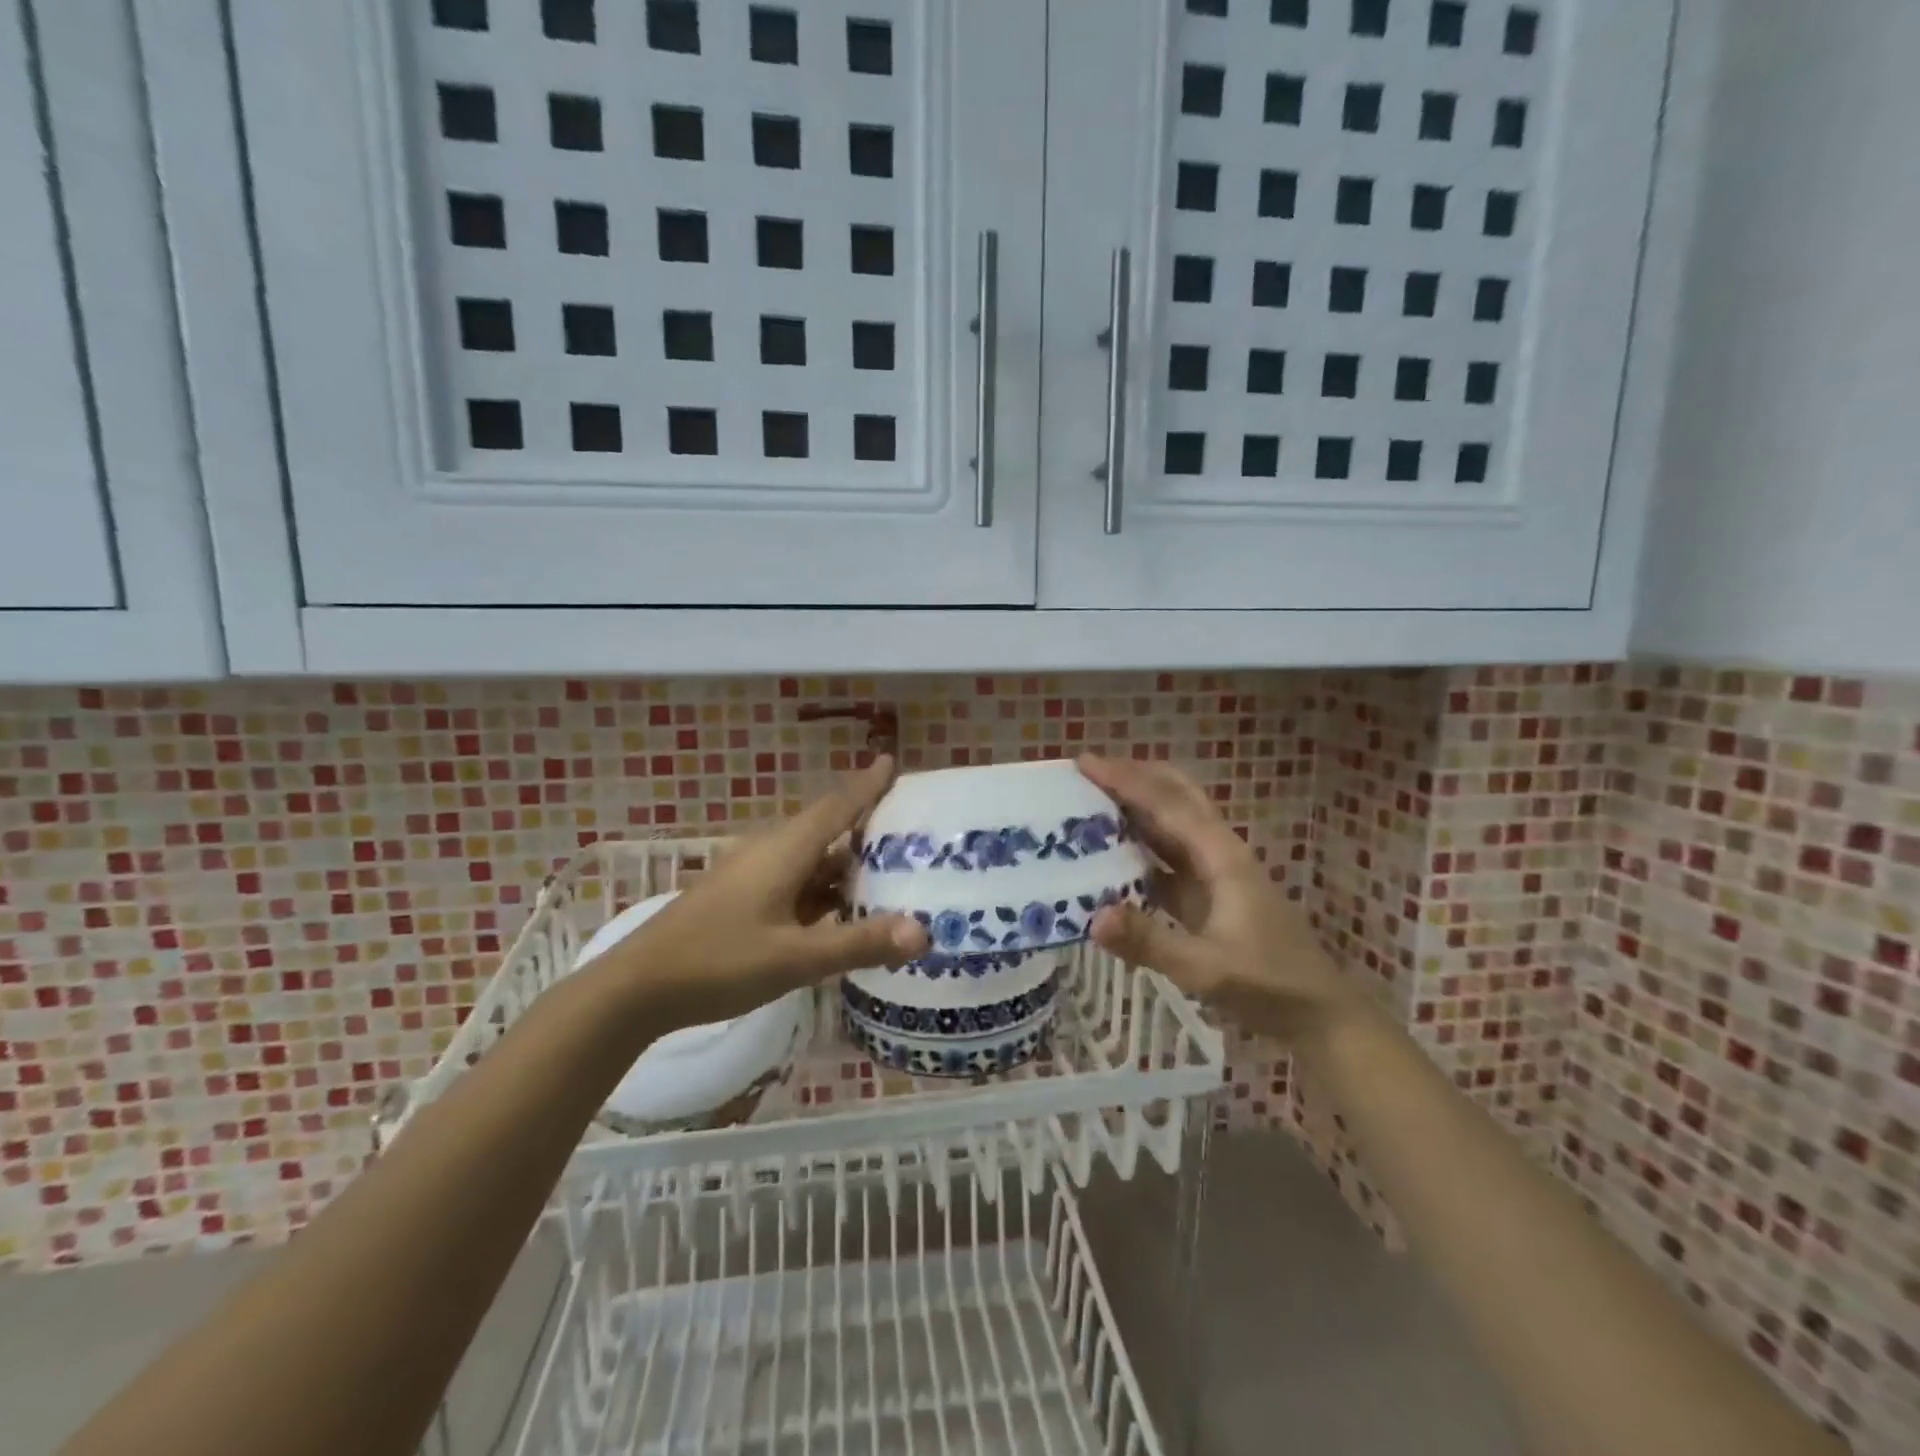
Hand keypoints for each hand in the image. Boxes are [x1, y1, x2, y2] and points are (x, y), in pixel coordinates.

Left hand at [591, 758, 929, 1027]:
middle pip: (827, 831)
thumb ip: (859, 943)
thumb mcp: (795, 957)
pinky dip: (825, 891)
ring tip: (891, 871)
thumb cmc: (717, 962)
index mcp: (784, 851)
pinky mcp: (742, 900)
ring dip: (847, 865)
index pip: (836, 806)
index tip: (892, 761)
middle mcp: (770, 853)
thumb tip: (925, 933)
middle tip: (912, 831)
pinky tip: (843, 911)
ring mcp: (752, 877)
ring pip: (811, 861)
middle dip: (867, 828)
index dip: (867, 784)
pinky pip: (795, 884)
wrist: (637, 988)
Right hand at [1079, 755, 1355, 1040]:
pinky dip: (1137, 847)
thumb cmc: (1269, 985)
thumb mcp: (1206, 970)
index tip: (1085, 763)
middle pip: (1176, 796)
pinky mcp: (1207, 896)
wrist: (1319, 1014)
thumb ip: (1150, 943)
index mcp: (1221, 856)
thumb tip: (1093, 917)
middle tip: (1087, 773)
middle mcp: (1217, 853)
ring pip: (1171, 824)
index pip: (1167, 805)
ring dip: (1135, 808)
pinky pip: (1166, 858)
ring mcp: (1214, 873)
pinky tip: (1108, 857)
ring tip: (1089, 803)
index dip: (1126, 780)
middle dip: (1134, 777)